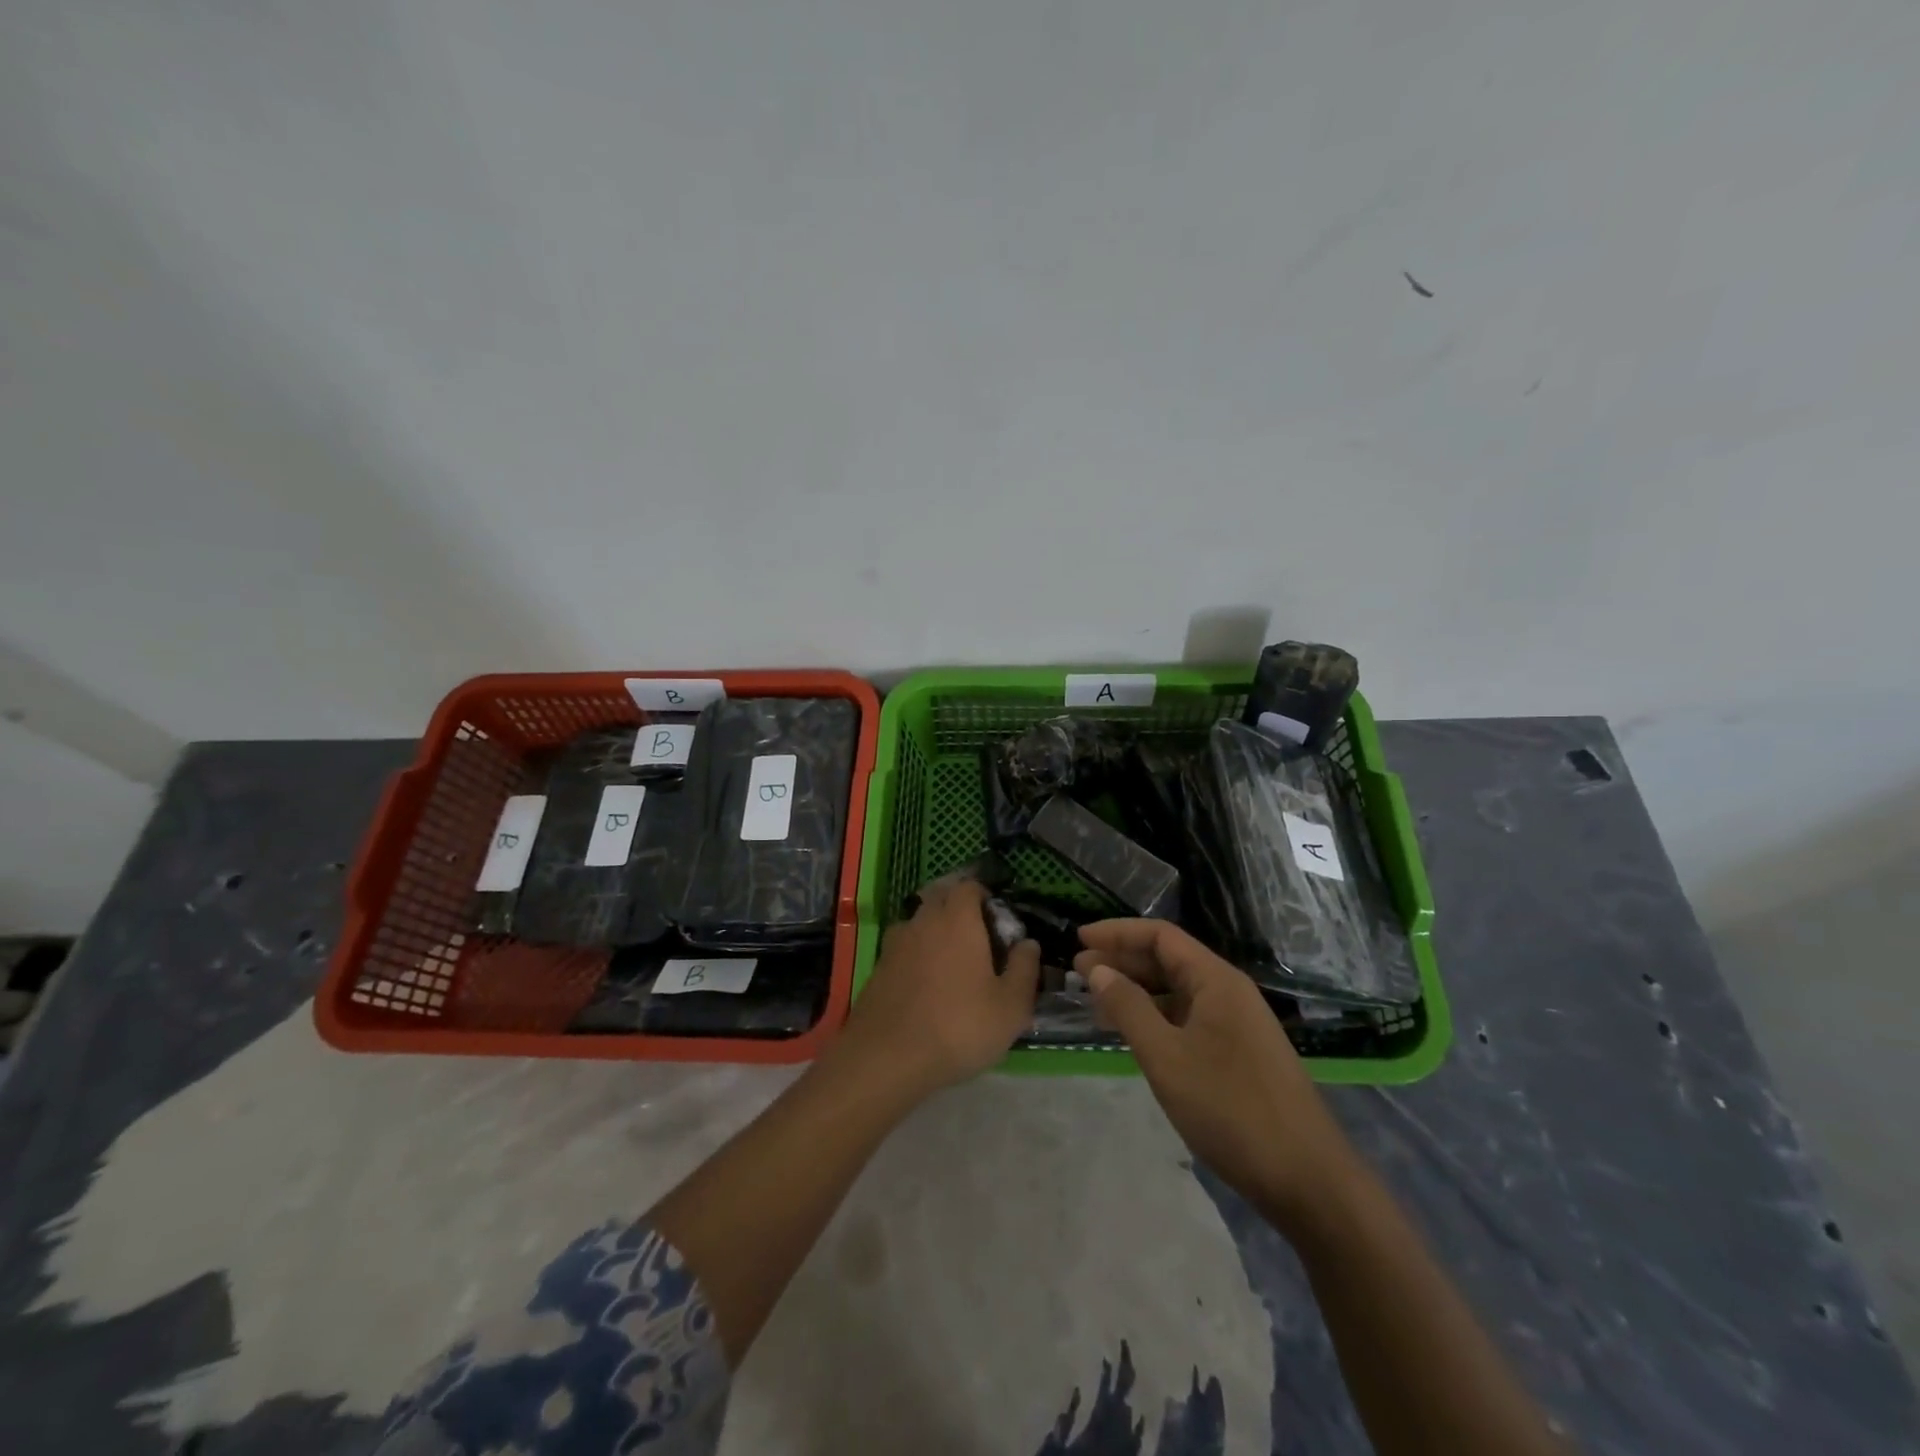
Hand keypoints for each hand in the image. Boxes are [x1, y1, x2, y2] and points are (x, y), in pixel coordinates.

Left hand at [847, 878, 1039, 1092]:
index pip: (969, 886)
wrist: (886, 1058)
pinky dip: (917, 956)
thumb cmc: (958, 1026)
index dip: (985, 897)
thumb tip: (1028, 943)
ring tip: (953, 964)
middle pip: (941, 898)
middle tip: (979, 941)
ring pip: (920, 922)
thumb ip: (1025, 969)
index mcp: (957, 919)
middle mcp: (923, 920)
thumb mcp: (1010, 1006)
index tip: (999, 922)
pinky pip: (904, 948)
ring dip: (936, 932)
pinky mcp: (878, 968)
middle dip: (960, 909)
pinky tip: (927, 986)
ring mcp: (896, 943)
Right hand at [1076, 919, 1358, 1228]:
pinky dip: (1156, 1017)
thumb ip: (1129, 1008)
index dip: (1117, 933)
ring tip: (1096, 1002)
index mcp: (1217, 981)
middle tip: (1078, 972)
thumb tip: (1098, 970)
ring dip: (1137, 991)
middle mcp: (1229, 992)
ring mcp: (1237, 1024)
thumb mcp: (1166, 1057)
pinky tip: (1134, 1034)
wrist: (1308, 1180)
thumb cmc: (1231, 1109)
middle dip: (1122, 961)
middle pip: (1169, 959)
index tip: (1079, 941)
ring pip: (1178, 991)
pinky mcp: (1239, 1053)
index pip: (1161, 936)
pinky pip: (1189, 1019)